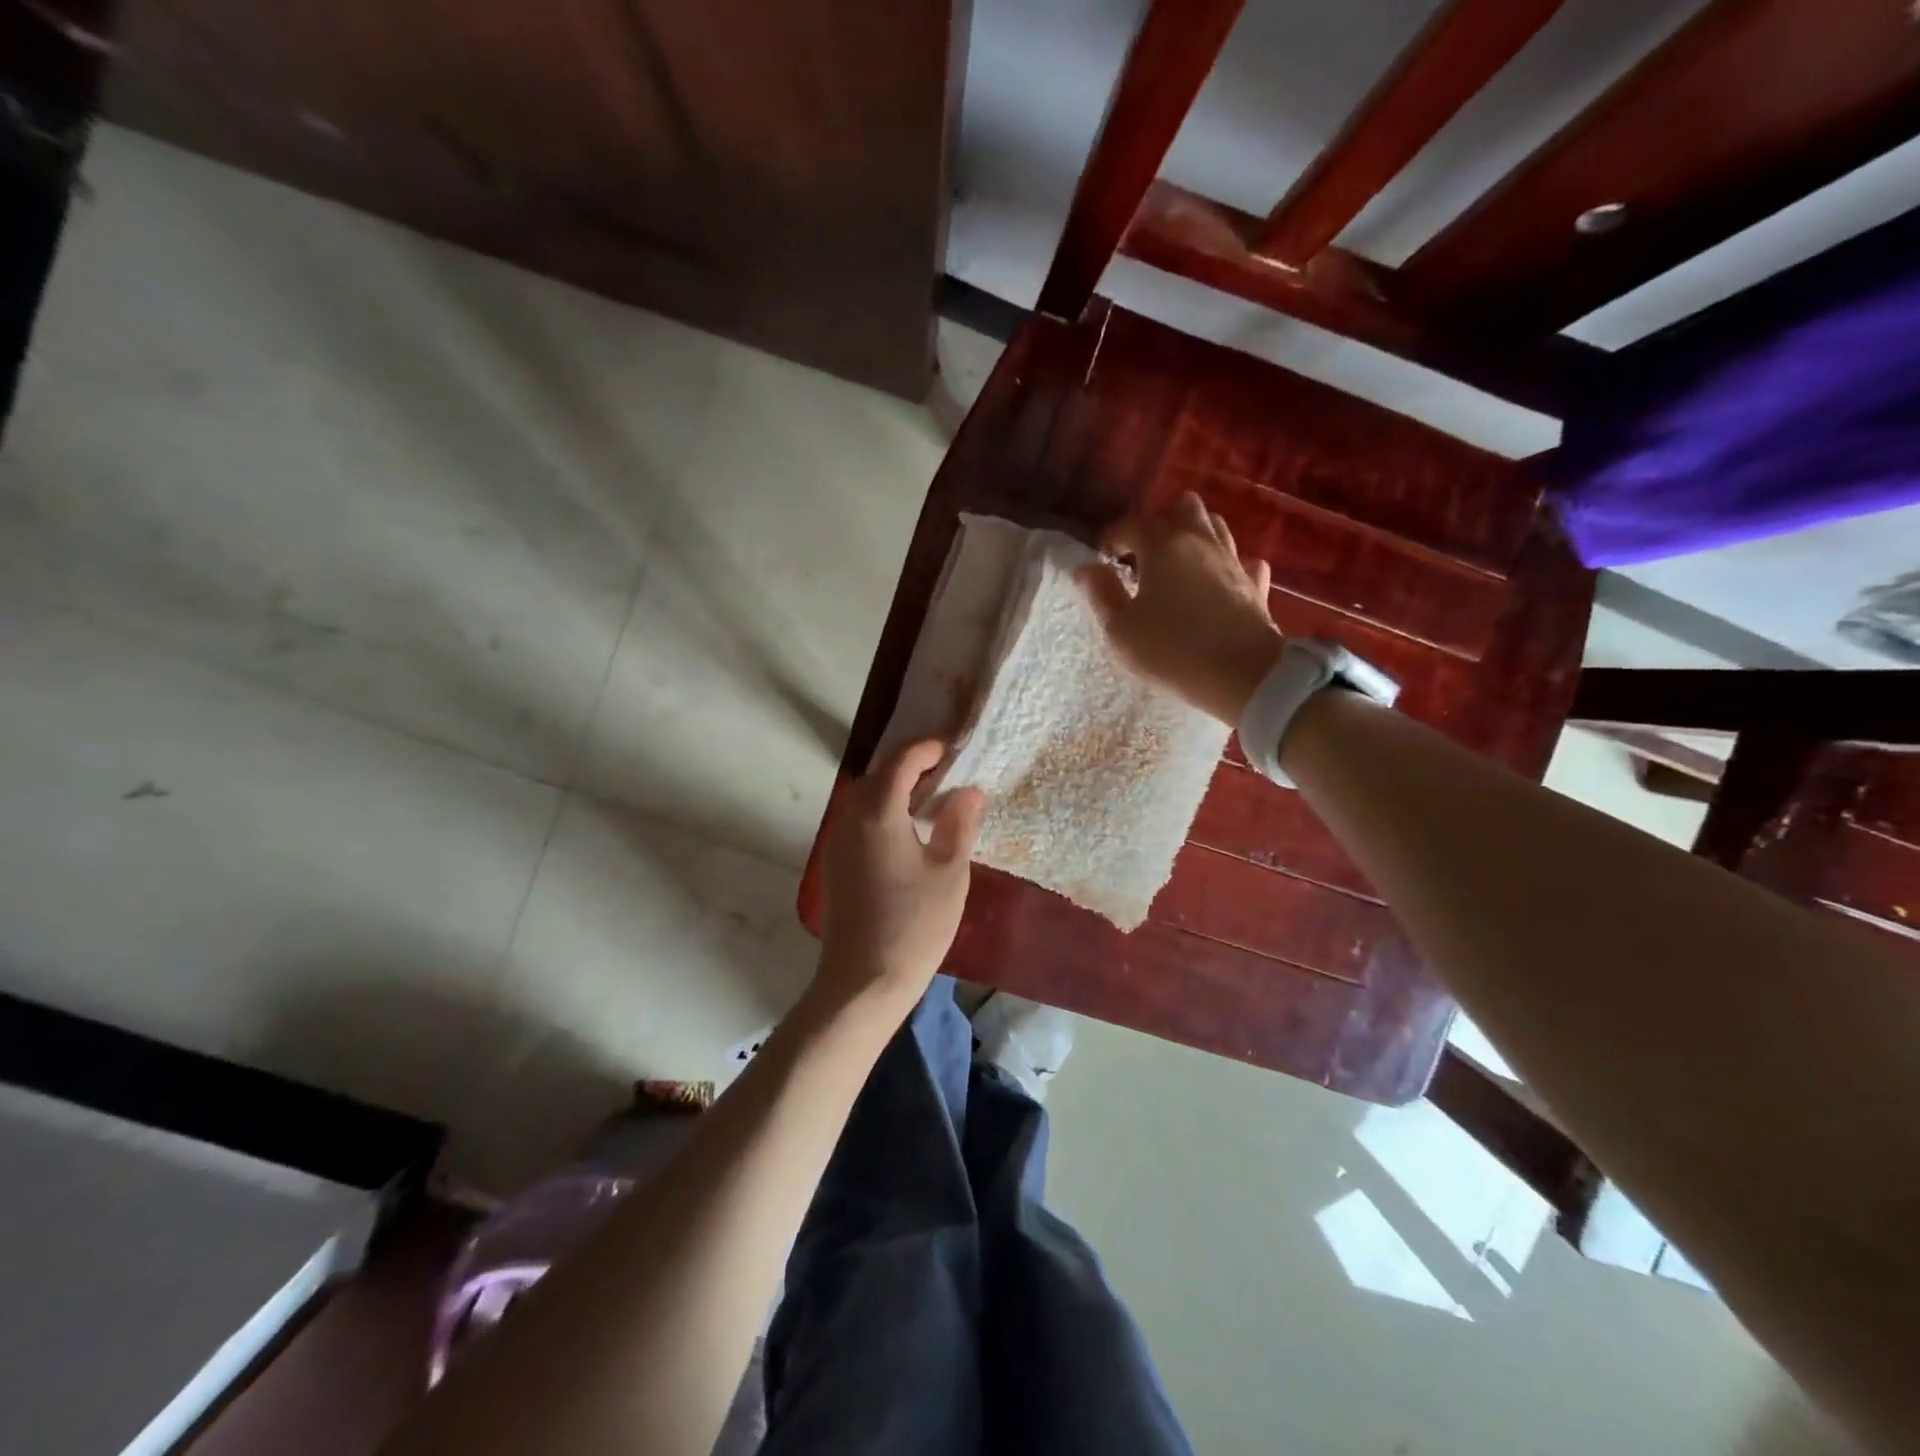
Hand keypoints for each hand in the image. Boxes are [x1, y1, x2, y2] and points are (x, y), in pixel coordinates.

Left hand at [818, 739, 985, 1003]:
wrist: (863, 981)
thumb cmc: (914, 924)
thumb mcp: (949, 872)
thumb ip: (959, 824)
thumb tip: (969, 791)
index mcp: (878, 812)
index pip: (901, 761)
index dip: (927, 748)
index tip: (953, 748)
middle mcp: (850, 817)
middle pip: (878, 774)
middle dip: (910, 766)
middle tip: (946, 774)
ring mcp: (836, 841)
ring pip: (864, 797)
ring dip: (893, 789)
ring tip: (929, 801)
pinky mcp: (834, 863)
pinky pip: (857, 819)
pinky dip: (880, 811)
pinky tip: (905, 833)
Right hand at [1080, 492, 1285, 723]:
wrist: (1243, 675)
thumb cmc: (1172, 650)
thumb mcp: (1120, 629)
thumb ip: (1101, 593)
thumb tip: (1086, 568)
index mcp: (1163, 545)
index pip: (1132, 523)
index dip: (1113, 536)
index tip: (1103, 557)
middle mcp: (1200, 541)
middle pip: (1182, 508)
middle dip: (1159, 525)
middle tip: (1142, 556)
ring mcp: (1233, 560)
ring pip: (1214, 526)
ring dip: (1193, 536)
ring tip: (1175, 565)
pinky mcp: (1255, 584)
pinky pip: (1242, 560)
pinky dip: (1227, 564)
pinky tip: (1218, 581)